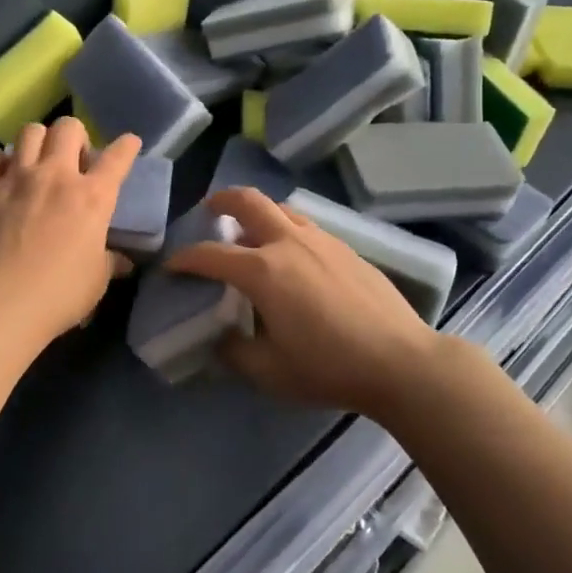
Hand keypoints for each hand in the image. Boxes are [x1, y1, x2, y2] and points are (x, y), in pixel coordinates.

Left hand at [0, 119, 139, 344]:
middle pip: (68, 127)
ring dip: (37, 141)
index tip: (129, 142)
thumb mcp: (97, 280)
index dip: (126, 146)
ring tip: (36, 161)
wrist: (3, 303)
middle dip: (75, 136)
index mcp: (93, 197)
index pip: (117, 158)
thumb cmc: (60, 294)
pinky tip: (0, 175)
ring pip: (30, 131)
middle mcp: (57, 175)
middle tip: (72, 159)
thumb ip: (109, 261)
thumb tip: (121, 261)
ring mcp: (17, 178)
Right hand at [166, 187, 441, 413]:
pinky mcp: (346, 247)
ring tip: (251, 231)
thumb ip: (236, 352)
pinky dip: (286, 226)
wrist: (399, 360)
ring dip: (258, 211)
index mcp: (263, 270)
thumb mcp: (270, 372)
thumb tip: (221, 338)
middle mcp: (288, 242)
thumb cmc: (329, 367)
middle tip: (210, 211)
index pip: (210, 254)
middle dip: (222, 200)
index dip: (185, 258)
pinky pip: (305, 224)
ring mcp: (321, 240)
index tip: (172, 265)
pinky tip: (293, 254)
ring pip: (281, 207)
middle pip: (249, 201)